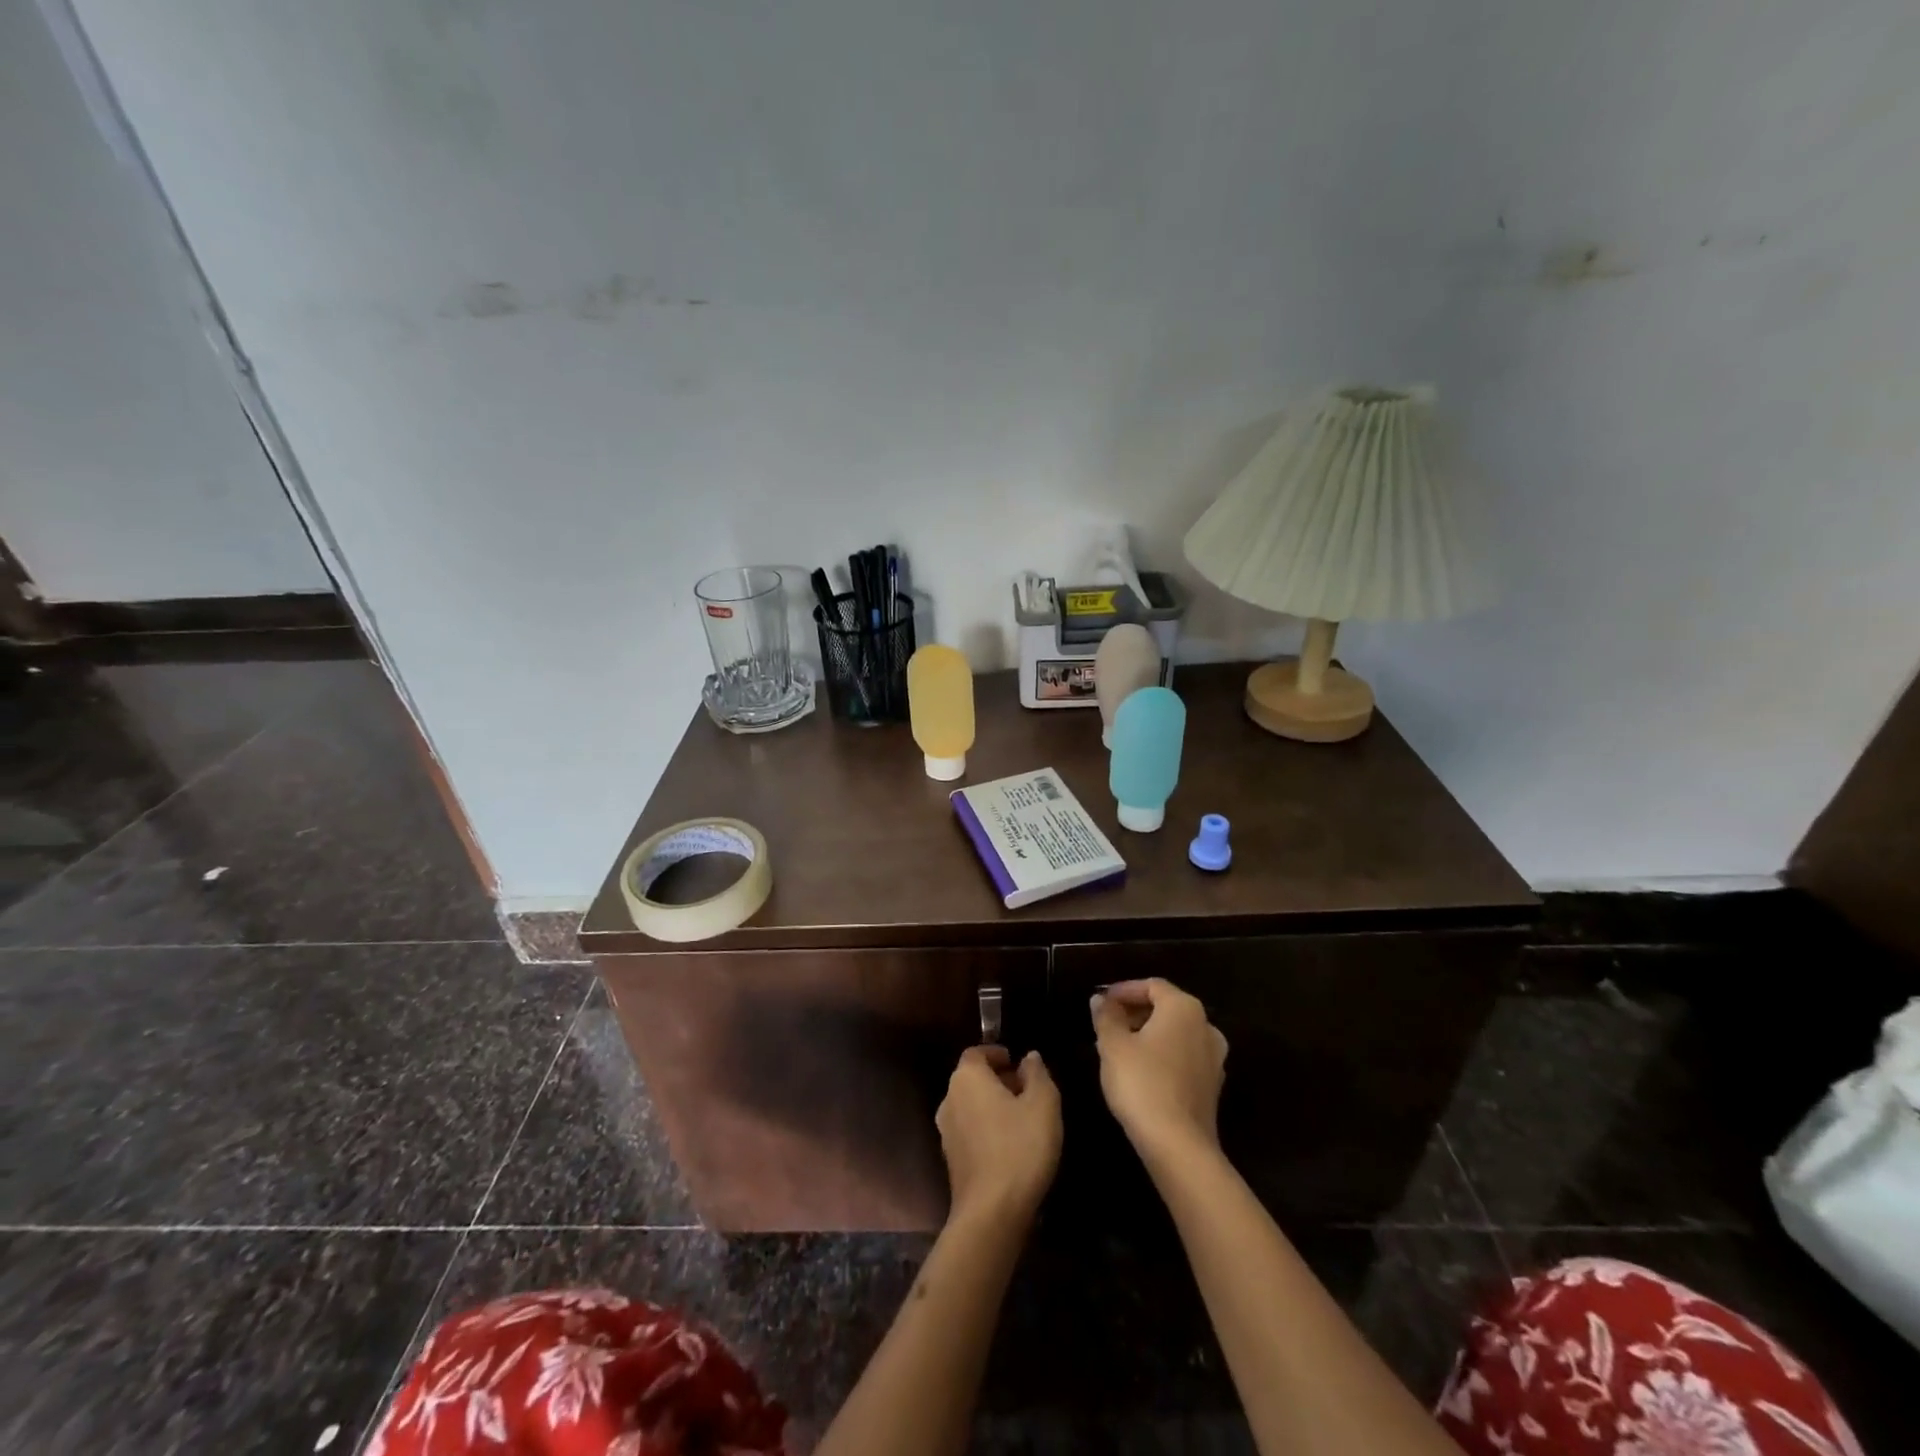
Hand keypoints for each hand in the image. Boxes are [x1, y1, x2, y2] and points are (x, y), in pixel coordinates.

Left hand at [936, 1045, 1061, 1227]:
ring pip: (971, 1105)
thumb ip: (1037, 1074)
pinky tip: (1010, 1146)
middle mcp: (949, 1099)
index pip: (977, 1053)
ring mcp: (946, 1131)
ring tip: (1023, 1120)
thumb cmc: (1019, 1147)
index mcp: (967, 1078)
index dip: (997, 1055)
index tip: (1018, 1065)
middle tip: (1027, 1092)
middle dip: (999, 1080)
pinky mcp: (950, 1159)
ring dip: (993, 1106)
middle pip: (973, 1079)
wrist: (991, 1212)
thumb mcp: (1043, 1104)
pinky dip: (987, 1128)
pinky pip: (970, 1131)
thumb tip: (1029, 1058)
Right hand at [1091, 979, 1228, 1159]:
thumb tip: (1100, 999)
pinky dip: (1162, 1055)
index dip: (1124, 990)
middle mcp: (1206, 1027)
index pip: (1152, 986)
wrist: (1178, 1146)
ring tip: (1118, 1048)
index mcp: (1184, 1008)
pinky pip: (1183, 1057)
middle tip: (1107, 1024)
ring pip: (1175, 1034)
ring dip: (1148, 1035)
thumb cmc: (1142, 1083)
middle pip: (1166, 1008)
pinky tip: (1139, 1072)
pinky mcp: (1212, 1087)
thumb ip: (1106, 1016)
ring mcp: (1214, 1059)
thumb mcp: (1113, 1045)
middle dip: (1135, 1012)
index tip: (1102, 1002)